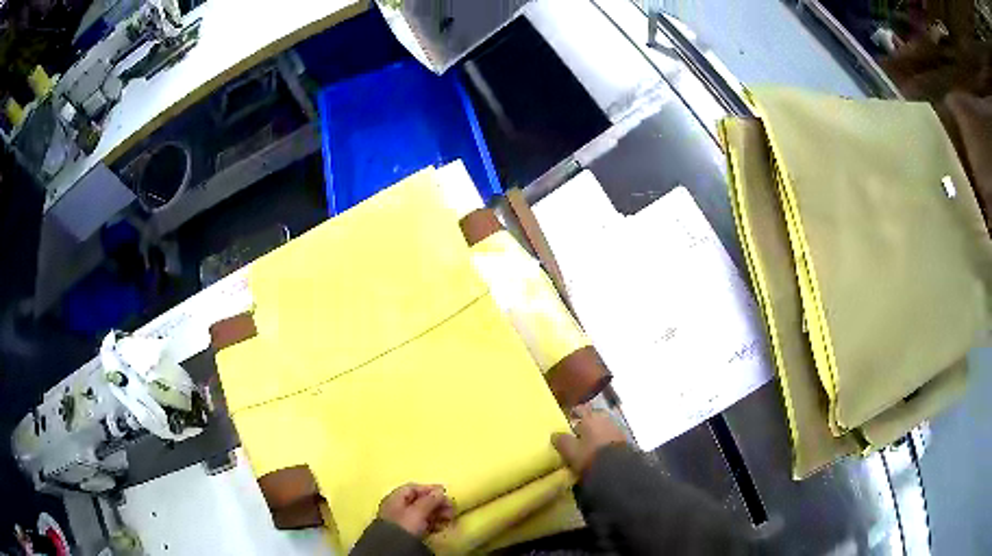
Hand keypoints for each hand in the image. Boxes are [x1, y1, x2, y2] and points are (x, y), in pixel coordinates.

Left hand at [378, 483, 454, 537]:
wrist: (395, 548)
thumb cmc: (405, 525)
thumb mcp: (418, 511)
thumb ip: (430, 500)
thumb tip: (440, 491)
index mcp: (395, 498)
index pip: (413, 488)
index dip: (429, 489)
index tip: (445, 493)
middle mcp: (397, 507)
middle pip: (419, 501)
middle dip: (436, 503)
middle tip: (451, 508)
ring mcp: (402, 520)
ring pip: (422, 513)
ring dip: (437, 514)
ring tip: (449, 518)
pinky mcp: (408, 532)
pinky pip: (423, 524)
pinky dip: (433, 523)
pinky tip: (440, 527)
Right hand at [552, 404, 627, 473]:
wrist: (618, 468)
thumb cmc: (590, 455)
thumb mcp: (570, 450)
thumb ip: (561, 441)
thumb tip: (555, 434)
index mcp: (590, 417)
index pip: (580, 409)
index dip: (573, 413)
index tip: (568, 419)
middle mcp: (604, 418)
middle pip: (593, 417)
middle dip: (586, 423)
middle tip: (577, 433)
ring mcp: (616, 428)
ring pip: (602, 426)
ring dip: (596, 432)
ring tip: (588, 444)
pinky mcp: (624, 440)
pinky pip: (610, 436)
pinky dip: (604, 440)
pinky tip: (600, 449)